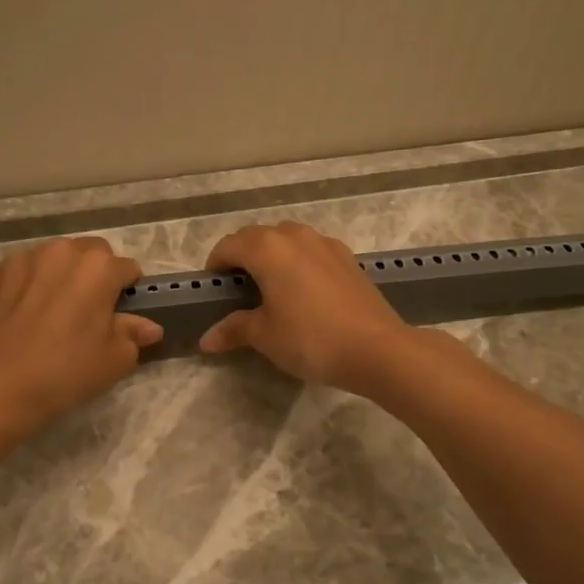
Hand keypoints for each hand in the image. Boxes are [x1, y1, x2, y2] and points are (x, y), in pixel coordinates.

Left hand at [0, 237, 163, 432]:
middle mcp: (63, 251)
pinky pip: (24, 270)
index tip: (118, 315)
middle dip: (95, 274)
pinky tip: (24, 314)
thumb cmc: (65, 373)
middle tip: (87, 311)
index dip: (127, 292)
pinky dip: (30, 283)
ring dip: (61, 274)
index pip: (128, 269)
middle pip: (92, 254)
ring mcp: (25, 258)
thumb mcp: (114, 360)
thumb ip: (134, 334)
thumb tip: (149, 327)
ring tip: (53, 311)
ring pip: (56, 257)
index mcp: (99, 267)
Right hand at [198, 221, 413, 392]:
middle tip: (238, 291)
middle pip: (257, 237)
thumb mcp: (265, 336)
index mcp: (267, 248)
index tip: (213, 290)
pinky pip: (311, 251)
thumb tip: (206, 339)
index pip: (229, 245)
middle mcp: (295, 236)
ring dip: (272, 256)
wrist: (376, 348)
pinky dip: (298, 262)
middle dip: (242, 257)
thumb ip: (234, 329)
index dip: (216, 265)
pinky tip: (303, 292)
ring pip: (287, 240)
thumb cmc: (310, 339)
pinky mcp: (347, 258)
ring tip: (270, 289)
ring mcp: (325, 243)